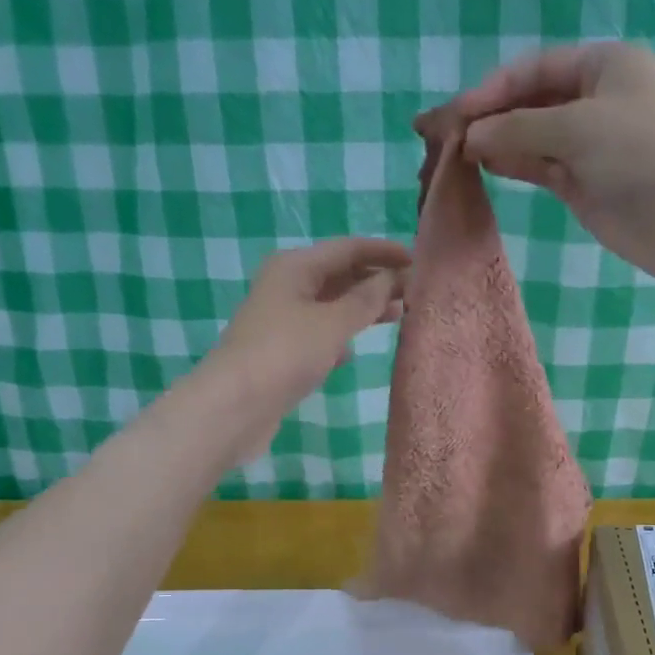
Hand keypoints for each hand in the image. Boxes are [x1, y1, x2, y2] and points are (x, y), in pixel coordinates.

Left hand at [200, 237, 409, 458]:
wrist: (235, 406)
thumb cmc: (286, 354)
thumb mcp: (333, 323)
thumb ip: (366, 300)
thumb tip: (393, 278)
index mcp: (295, 266)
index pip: (348, 248)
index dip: (384, 252)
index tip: (419, 261)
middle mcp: (287, 286)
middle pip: (339, 275)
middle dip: (376, 281)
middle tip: (415, 292)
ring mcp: (283, 321)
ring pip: (331, 306)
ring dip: (362, 310)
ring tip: (398, 316)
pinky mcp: (282, 352)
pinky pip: (319, 335)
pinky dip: (340, 338)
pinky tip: (355, 353)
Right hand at [416, 43, 654, 292]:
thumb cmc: (643, 156)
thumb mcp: (578, 128)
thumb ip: (519, 129)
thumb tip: (469, 137)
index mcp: (602, 65)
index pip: (532, 69)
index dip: (490, 89)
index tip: (453, 116)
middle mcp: (593, 99)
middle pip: (527, 101)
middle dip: (486, 117)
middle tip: (440, 137)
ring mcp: (587, 144)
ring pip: (530, 137)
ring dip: (494, 143)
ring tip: (451, 155)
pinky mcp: (583, 183)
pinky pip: (539, 167)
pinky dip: (511, 165)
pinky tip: (481, 167)